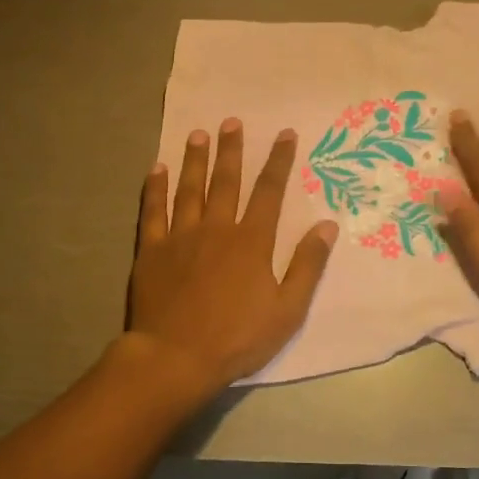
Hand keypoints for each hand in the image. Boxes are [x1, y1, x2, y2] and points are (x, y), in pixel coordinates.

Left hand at [127, 119, 337, 396]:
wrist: (176, 358)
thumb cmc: (237, 337)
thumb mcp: (287, 309)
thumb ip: (307, 265)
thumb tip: (326, 225)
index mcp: (251, 242)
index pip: (269, 192)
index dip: (279, 161)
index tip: (285, 134)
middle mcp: (216, 229)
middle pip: (226, 182)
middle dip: (231, 150)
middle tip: (232, 121)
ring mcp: (180, 237)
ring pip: (189, 189)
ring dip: (194, 160)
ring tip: (198, 134)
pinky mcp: (152, 251)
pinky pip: (153, 211)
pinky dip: (155, 189)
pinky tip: (156, 169)